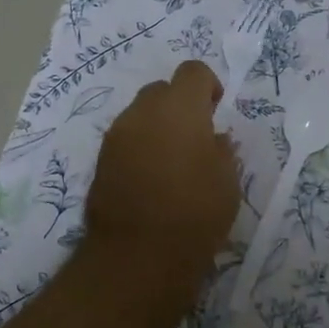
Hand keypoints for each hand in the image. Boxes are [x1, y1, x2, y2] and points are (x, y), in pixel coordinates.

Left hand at [83, 60, 239, 298]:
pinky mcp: (101, 162)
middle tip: (197, 138)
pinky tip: (153, 180)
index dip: (208, 85)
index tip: (217, 111)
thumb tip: (215, 139)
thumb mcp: (227, 181)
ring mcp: (116, 136)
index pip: (193, 71)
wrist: (137, 256)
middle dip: (180, 105)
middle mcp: (142, 112)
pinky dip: (141, 148)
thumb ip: (222, 150)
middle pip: (162, 90)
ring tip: (174, 163)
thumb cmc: (195, 212)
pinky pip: (126, 140)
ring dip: (158, 127)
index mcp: (179, 108)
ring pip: (140, 115)